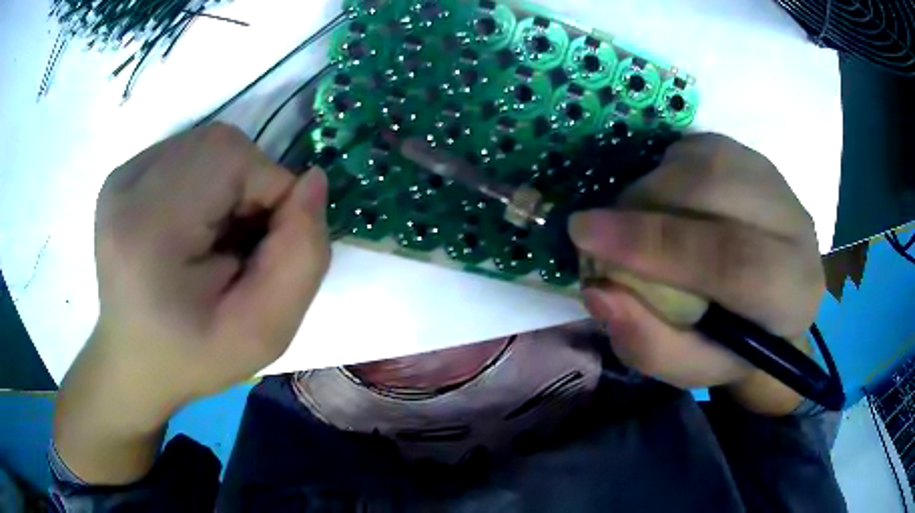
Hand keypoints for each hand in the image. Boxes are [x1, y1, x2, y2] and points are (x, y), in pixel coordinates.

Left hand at [55, 122, 330, 483]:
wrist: (133, 362)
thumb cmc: (193, 357)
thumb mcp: (264, 332)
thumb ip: (302, 257)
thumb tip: (312, 181)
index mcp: (148, 229)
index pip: (232, 158)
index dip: (269, 190)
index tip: (266, 244)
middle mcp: (126, 187)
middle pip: (219, 143)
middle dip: (250, 184)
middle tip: (240, 242)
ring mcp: (120, 177)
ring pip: (206, 143)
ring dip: (229, 182)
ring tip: (214, 236)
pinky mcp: (122, 175)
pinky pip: (186, 152)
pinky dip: (206, 180)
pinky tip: (192, 224)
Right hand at [569, 134, 823, 413]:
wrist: (772, 305)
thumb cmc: (732, 346)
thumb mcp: (689, 368)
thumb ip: (648, 344)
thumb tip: (598, 290)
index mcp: (790, 294)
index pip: (731, 258)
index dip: (654, 243)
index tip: (584, 233)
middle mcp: (796, 227)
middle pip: (715, 189)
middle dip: (644, 204)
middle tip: (602, 230)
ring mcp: (778, 182)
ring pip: (705, 158)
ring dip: (653, 184)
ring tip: (638, 219)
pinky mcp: (756, 158)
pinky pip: (700, 146)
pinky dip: (667, 167)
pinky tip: (666, 198)